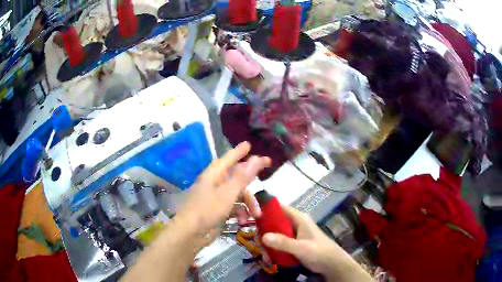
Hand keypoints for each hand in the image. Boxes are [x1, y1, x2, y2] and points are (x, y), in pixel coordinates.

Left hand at [178, 142, 270, 233]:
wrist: (190, 232)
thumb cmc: (207, 209)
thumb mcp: (228, 193)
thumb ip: (243, 176)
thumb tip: (256, 158)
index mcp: (214, 175)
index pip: (228, 159)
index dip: (239, 151)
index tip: (249, 145)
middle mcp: (214, 183)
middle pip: (235, 177)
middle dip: (250, 182)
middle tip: (266, 176)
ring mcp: (214, 197)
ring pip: (236, 194)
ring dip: (247, 203)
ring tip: (256, 215)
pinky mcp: (215, 210)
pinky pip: (231, 206)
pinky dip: (239, 212)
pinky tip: (243, 221)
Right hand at [261, 206, 372, 281]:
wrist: (332, 264)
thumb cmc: (319, 252)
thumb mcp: (301, 248)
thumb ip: (283, 242)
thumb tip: (262, 236)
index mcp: (298, 218)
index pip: (278, 207)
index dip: (265, 209)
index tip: (251, 217)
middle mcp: (295, 223)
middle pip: (274, 222)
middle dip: (264, 233)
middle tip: (259, 245)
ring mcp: (294, 234)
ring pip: (275, 234)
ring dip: (268, 244)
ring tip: (265, 256)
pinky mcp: (294, 243)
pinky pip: (279, 242)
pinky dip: (273, 249)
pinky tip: (270, 259)